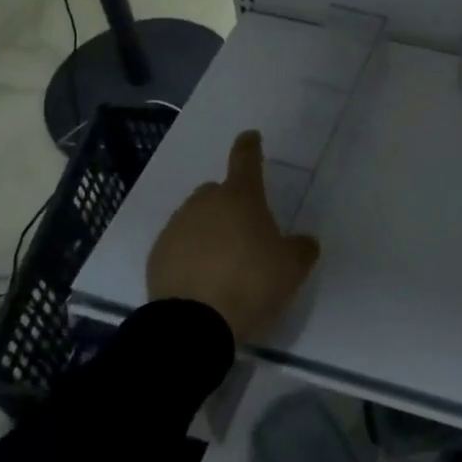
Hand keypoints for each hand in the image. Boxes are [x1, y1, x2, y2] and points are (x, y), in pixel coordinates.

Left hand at [146, 130, 319, 344]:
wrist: (193, 325)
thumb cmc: (250, 283)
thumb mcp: (291, 269)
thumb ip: (301, 249)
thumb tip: (304, 242)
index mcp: (241, 197)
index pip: (246, 160)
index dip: (250, 147)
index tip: (251, 137)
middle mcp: (205, 202)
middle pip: (219, 192)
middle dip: (231, 205)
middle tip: (245, 234)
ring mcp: (177, 226)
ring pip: (197, 218)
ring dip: (209, 231)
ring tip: (222, 263)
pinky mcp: (157, 254)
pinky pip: (179, 245)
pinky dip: (189, 254)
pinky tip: (200, 279)